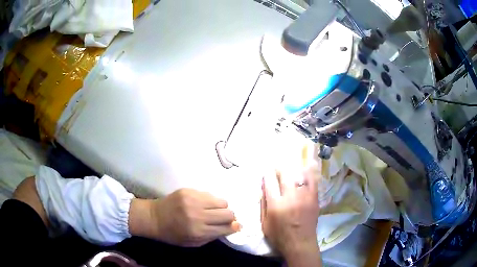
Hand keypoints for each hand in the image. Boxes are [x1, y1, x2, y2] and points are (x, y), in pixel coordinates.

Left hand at [130, 189, 239, 246]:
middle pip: (228, 213)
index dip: (235, 227)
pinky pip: (209, 194)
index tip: (237, 226)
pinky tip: (203, 204)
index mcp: (198, 231)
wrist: (154, 217)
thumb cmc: (173, 234)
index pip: (226, 227)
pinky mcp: (189, 190)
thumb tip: (231, 227)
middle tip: (224, 219)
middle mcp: (198, 215)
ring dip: (221, 207)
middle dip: (230, 217)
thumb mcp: (193, 243)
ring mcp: (193, 200)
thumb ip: (212, 236)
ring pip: (222, 201)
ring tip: (214, 210)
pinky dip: (210, 201)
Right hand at [261, 171, 320, 265]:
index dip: (267, 173)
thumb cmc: (279, 236)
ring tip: (289, 169)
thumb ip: (263, 205)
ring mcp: (304, 196)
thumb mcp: (265, 223)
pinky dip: (308, 173)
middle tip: (277, 168)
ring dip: (292, 170)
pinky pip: (312, 181)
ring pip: (299, 175)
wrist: (300, 243)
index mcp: (276, 205)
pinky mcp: (314, 198)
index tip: (266, 170)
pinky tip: (305, 169)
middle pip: (284, 175)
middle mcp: (290, 197)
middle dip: (279, 168)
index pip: (269, 182)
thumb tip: (263, 189)